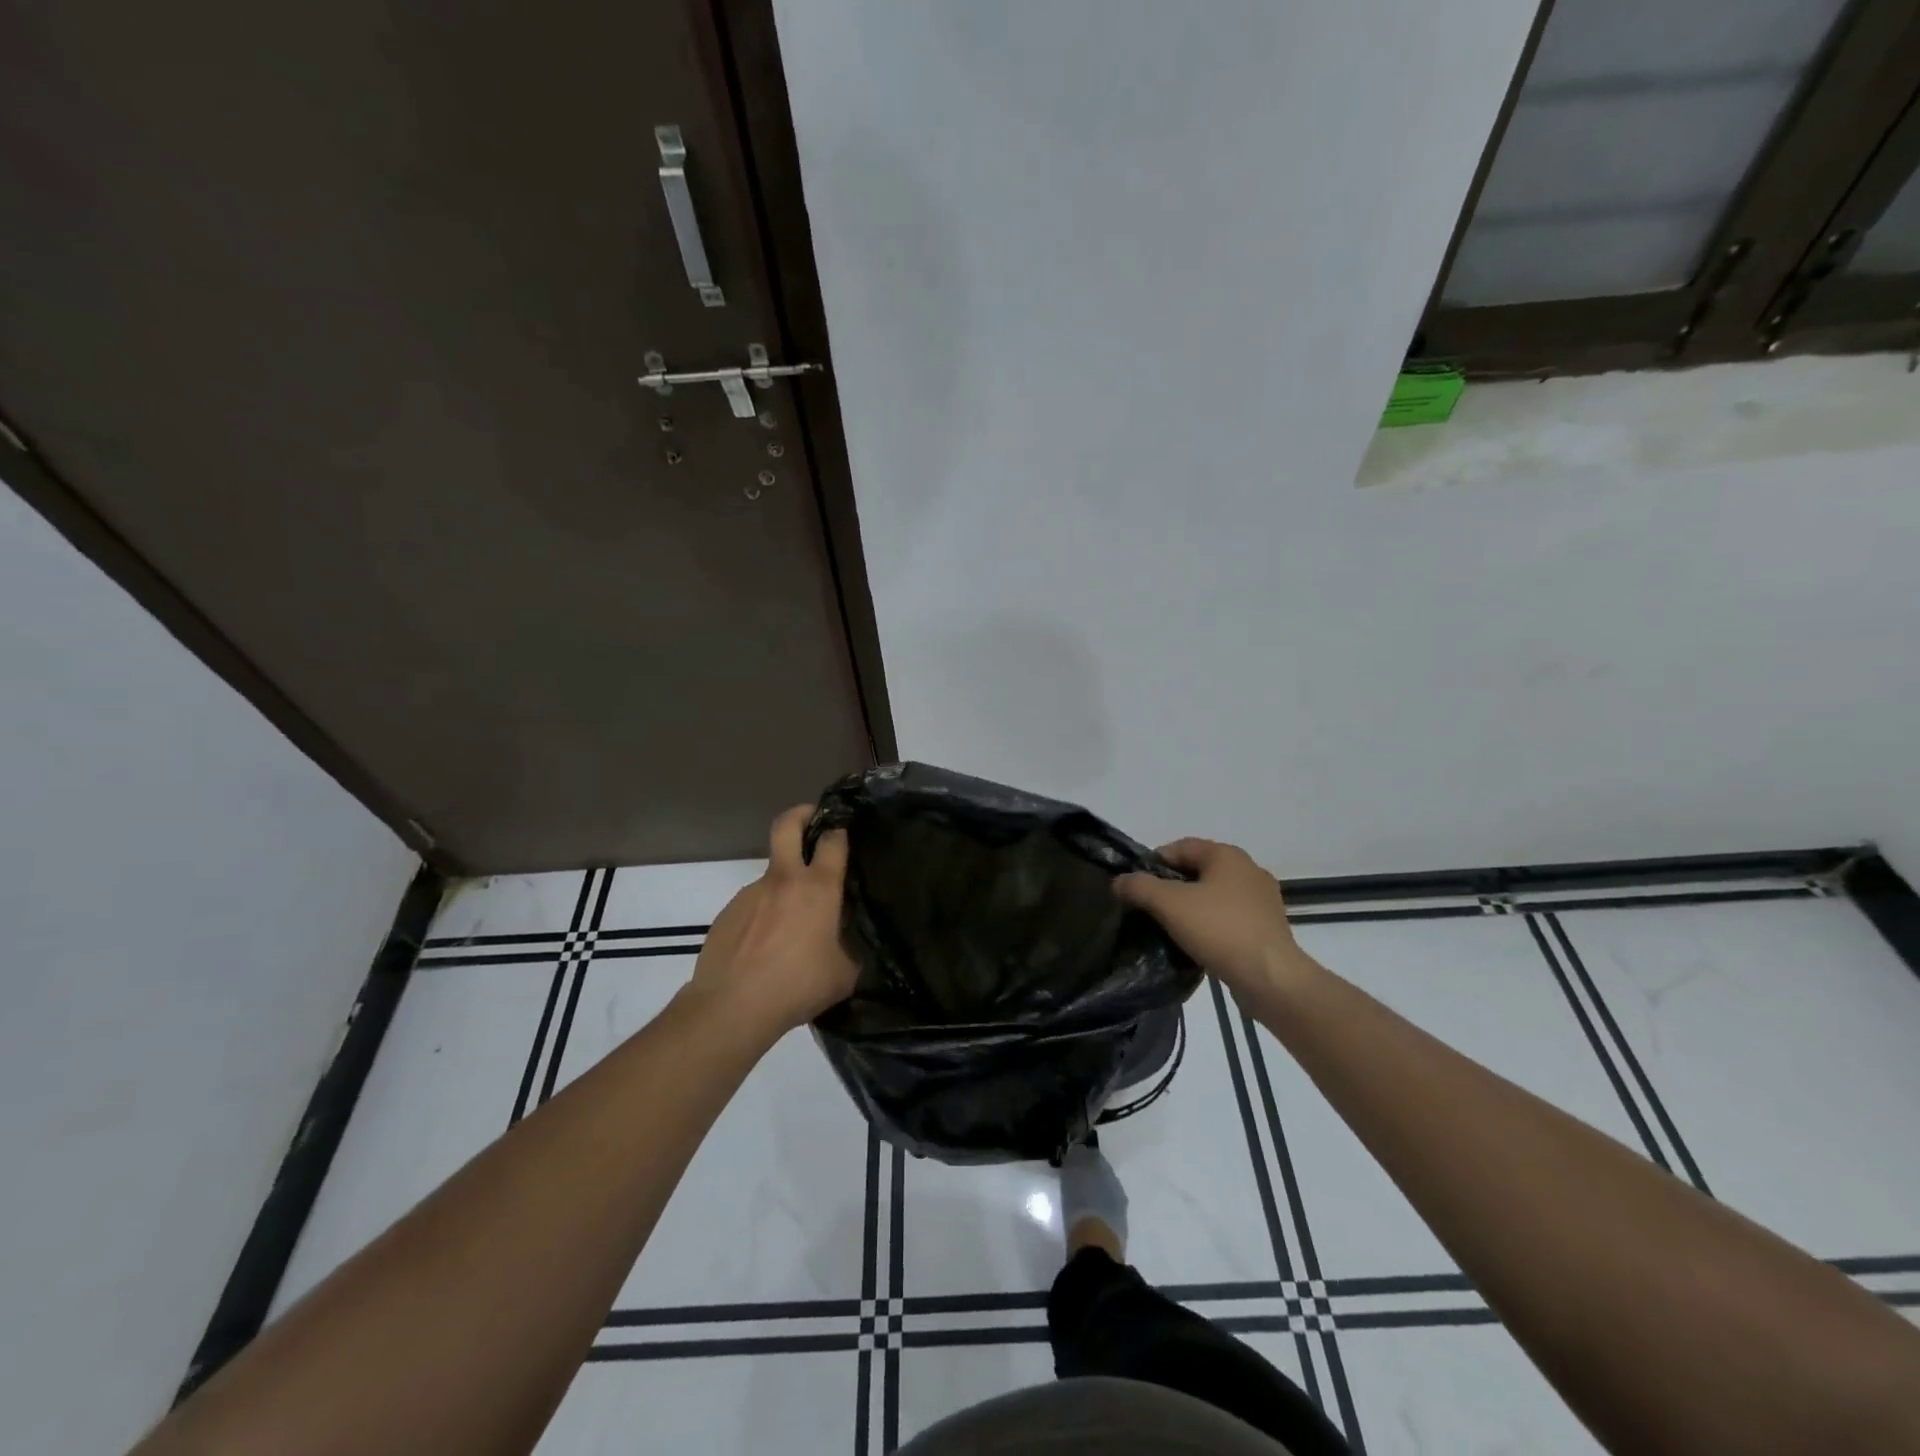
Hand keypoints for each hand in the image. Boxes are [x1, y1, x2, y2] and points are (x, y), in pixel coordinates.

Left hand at [684, 804, 858, 1041]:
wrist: (732, 1006)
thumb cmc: (798, 986)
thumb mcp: (844, 974)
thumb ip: (851, 949)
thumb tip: (850, 945)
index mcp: (818, 888)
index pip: (832, 840)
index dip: (840, 829)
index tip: (844, 829)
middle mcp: (783, 880)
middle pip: (787, 825)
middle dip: (801, 814)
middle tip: (812, 820)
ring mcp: (750, 893)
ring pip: (771, 874)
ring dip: (783, 886)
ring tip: (789, 926)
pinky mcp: (727, 913)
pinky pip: (752, 905)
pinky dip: (762, 916)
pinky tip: (764, 948)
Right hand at [1115, 838, 1313, 1005]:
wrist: (1271, 979)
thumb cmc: (1219, 930)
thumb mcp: (1169, 904)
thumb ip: (1139, 887)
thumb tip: (1118, 881)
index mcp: (1227, 855)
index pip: (1179, 847)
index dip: (1152, 863)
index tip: (1135, 887)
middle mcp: (1248, 870)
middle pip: (1196, 870)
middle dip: (1170, 887)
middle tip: (1149, 909)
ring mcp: (1262, 899)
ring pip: (1213, 895)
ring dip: (1190, 907)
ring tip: (1170, 928)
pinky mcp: (1267, 927)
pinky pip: (1228, 917)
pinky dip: (1210, 924)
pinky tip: (1197, 943)